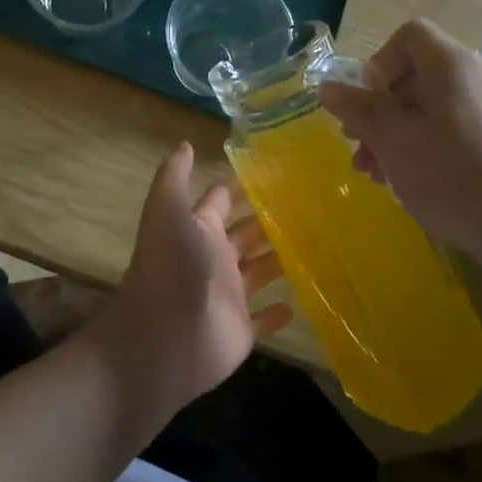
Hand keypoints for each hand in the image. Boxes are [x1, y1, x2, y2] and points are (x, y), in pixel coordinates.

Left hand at [88, 143, 291, 419]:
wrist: (165, 337)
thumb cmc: (171, 266)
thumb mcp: (167, 209)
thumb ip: (174, 176)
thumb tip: (186, 143)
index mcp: (199, 228)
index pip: (221, 200)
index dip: (241, 186)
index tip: (275, 172)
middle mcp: (214, 257)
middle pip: (246, 233)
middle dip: (269, 220)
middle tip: (308, 205)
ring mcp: (229, 295)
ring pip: (260, 271)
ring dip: (281, 260)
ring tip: (316, 244)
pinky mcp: (241, 330)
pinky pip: (264, 318)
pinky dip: (279, 311)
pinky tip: (300, 300)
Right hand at [318, 19, 481, 277]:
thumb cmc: (454, 177)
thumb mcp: (394, 142)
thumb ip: (359, 109)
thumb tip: (328, 87)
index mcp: (454, 63)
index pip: (409, 35)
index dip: (377, 64)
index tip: (365, 105)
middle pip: (417, 74)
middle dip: (380, 111)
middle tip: (360, 149)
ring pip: (434, 105)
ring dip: (399, 133)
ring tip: (379, 175)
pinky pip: (457, 126)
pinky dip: (428, 144)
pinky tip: (414, 181)